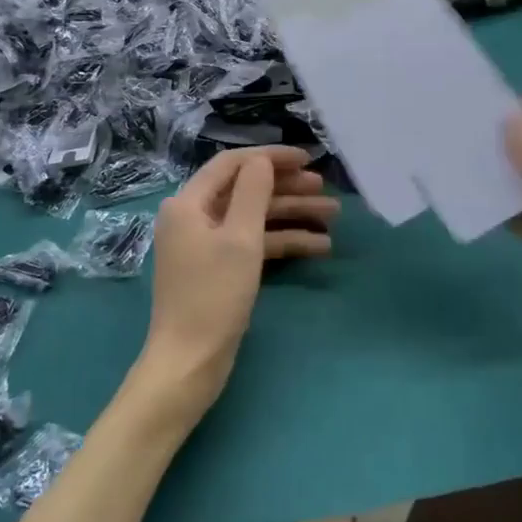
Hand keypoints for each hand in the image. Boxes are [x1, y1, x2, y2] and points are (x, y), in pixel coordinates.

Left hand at [135, 147, 339, 419]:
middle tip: (324, 188)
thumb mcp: (240, 238)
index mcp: (188, 202)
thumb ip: (253, 192)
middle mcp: (194, 216)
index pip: (232, 164)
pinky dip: (282, 242)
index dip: (270, 157)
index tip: (307, 158)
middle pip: (245, 189)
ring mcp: (206, 244)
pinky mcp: (219, 268)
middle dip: (287, 187)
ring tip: (333, 216)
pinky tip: (319, 246)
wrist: (189, 363)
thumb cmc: (213, 295)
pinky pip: (253, 243)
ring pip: (254, 217)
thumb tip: (262, 161)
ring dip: (292, 215)